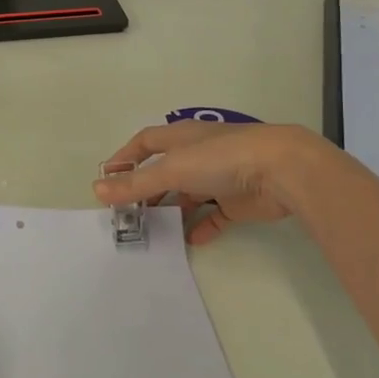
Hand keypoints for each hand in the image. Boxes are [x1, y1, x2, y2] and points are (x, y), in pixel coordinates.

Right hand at [94, 121, 322, 245]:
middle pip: (165, 171)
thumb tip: (97, 190)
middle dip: (146, 189)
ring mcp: (220, 177)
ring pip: (188, 194)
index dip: (126, 158)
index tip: (107, 179)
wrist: (281, 170)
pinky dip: (202, 227)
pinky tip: (191, 240)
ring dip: (172, 209)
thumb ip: (136, 183)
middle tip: (128, 213)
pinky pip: (215, 215)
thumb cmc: (221, 159)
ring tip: (153, 229)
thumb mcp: (172, 169)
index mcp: (182, 137)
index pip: (146, 142)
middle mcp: (199, 154)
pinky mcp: (239, 201)